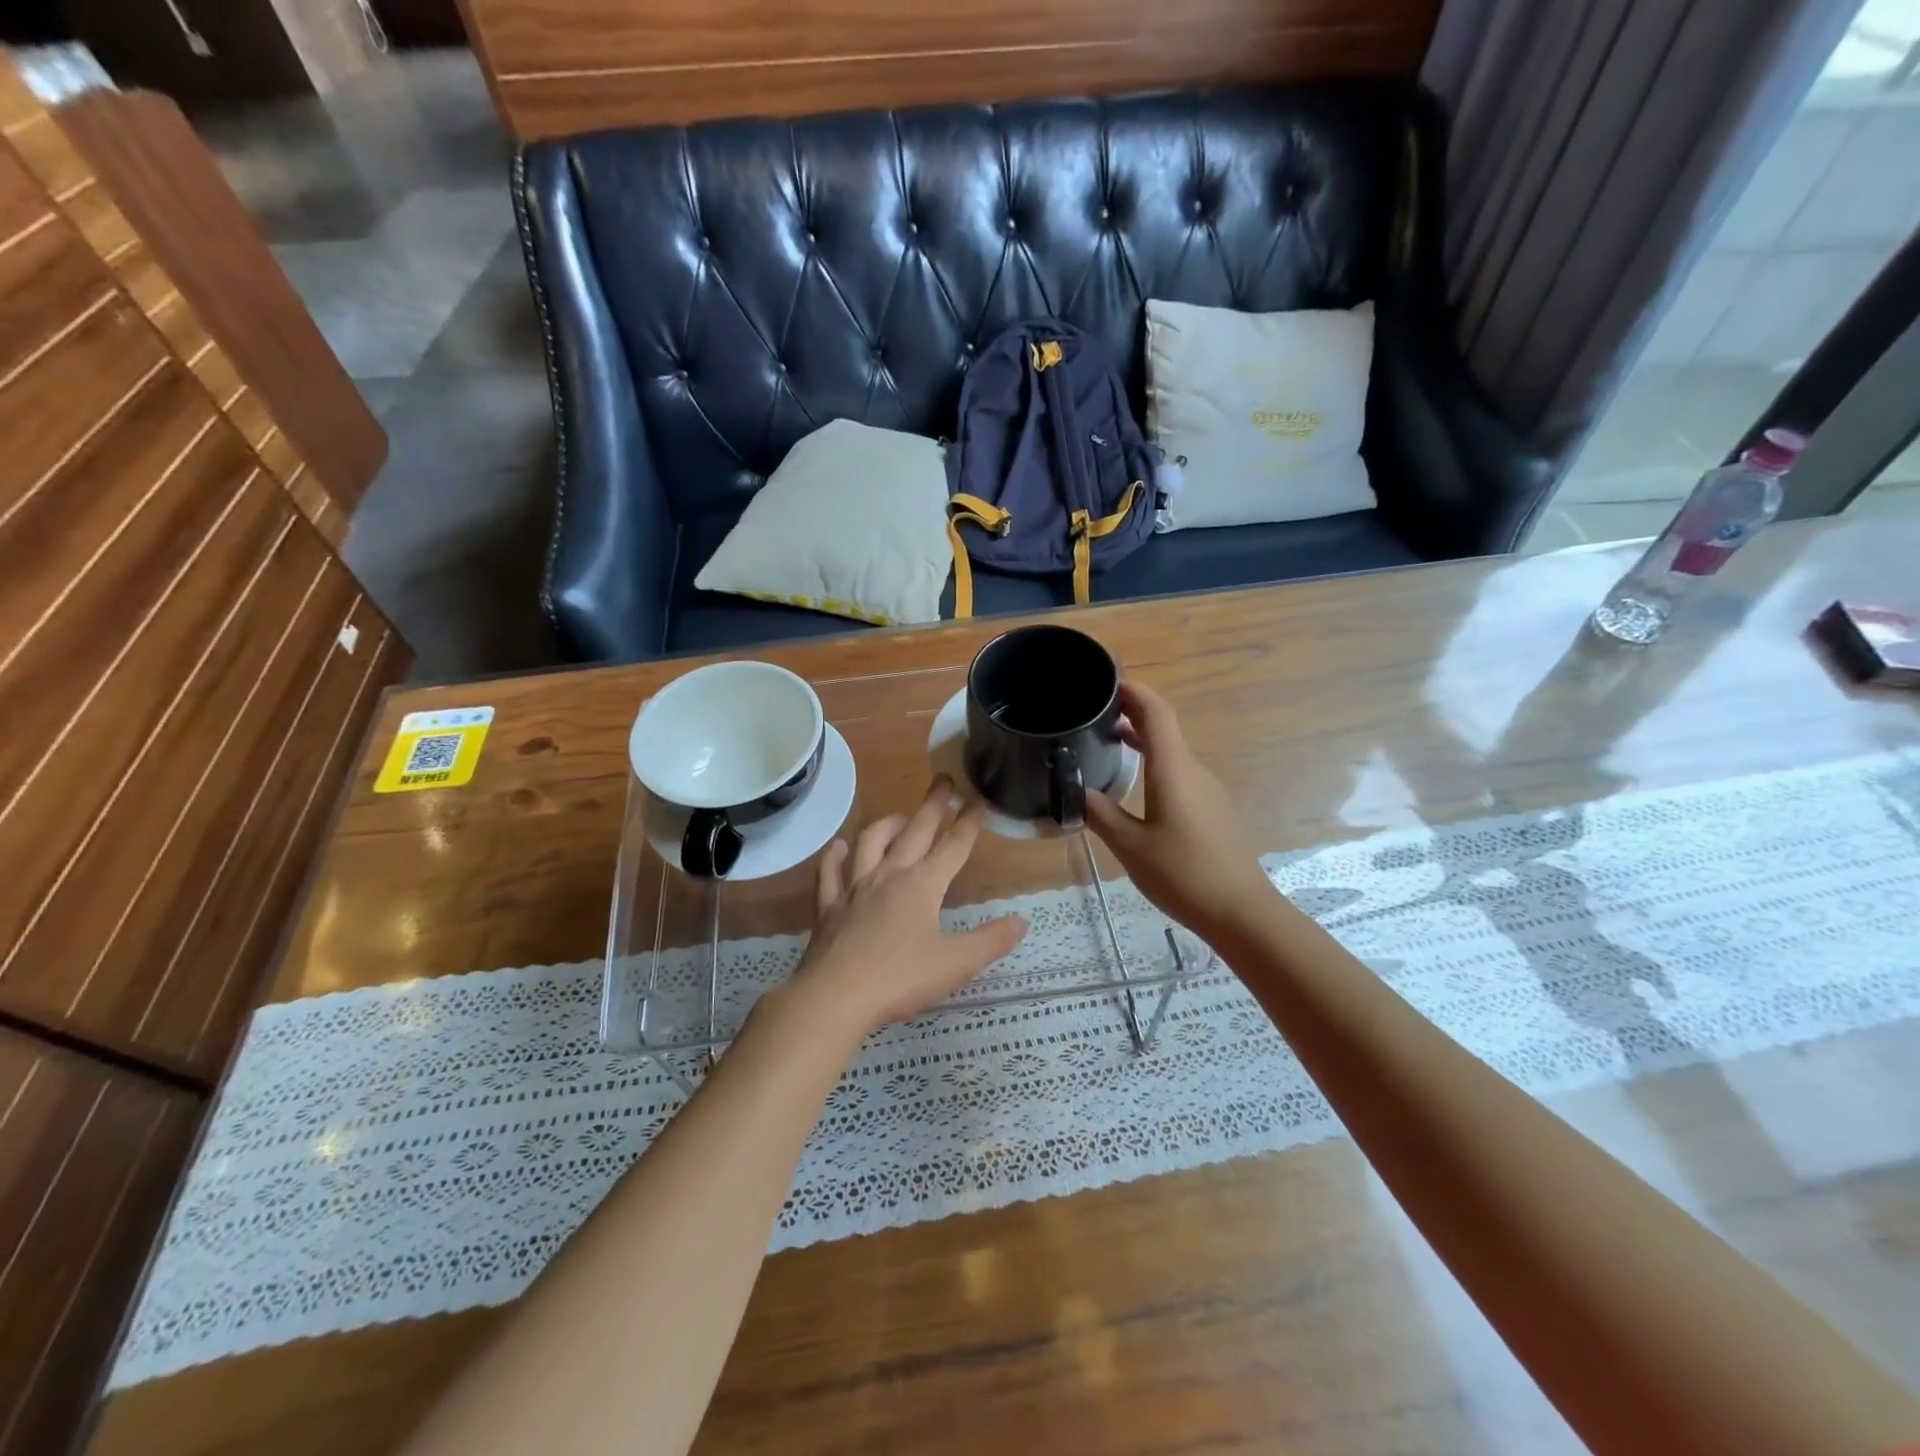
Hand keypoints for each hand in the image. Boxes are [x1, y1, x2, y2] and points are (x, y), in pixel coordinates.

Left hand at [791, 778, 1027, 1032]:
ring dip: (888, 823)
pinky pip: (830, 873)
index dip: (969, 824)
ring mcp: (855, 888)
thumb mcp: (955, 963)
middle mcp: (889, 875)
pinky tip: (838, 846)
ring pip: (871, 843)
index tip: (979, 802)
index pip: (953, 847)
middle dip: (932, 806)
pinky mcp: (829, 906)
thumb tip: (1021, 921)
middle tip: (943, 781)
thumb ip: (990, 941)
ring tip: (900, 815)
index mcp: (922, 885)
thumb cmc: (900, 979)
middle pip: (914, 832)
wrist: (834, 996)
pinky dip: (835, 856)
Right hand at [1085, 682, 1273, 937]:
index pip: (1156, 713)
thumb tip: (1075, 791)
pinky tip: (1134, 784)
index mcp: (1173, 769)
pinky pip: (1179, 772)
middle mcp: (1193, 770)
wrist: (1241, 911)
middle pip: (1164, 727)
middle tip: (1092, 714)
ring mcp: (1206, 790)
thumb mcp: (1130, 846)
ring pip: (1171, 751)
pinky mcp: (1211, 809)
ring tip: (1105, 743)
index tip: (1104, 683)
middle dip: (1130, 713)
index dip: (1133, 691)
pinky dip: (1154, 763)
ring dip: (1141, 739)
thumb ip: (1100, 813)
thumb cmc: (1183, 874)